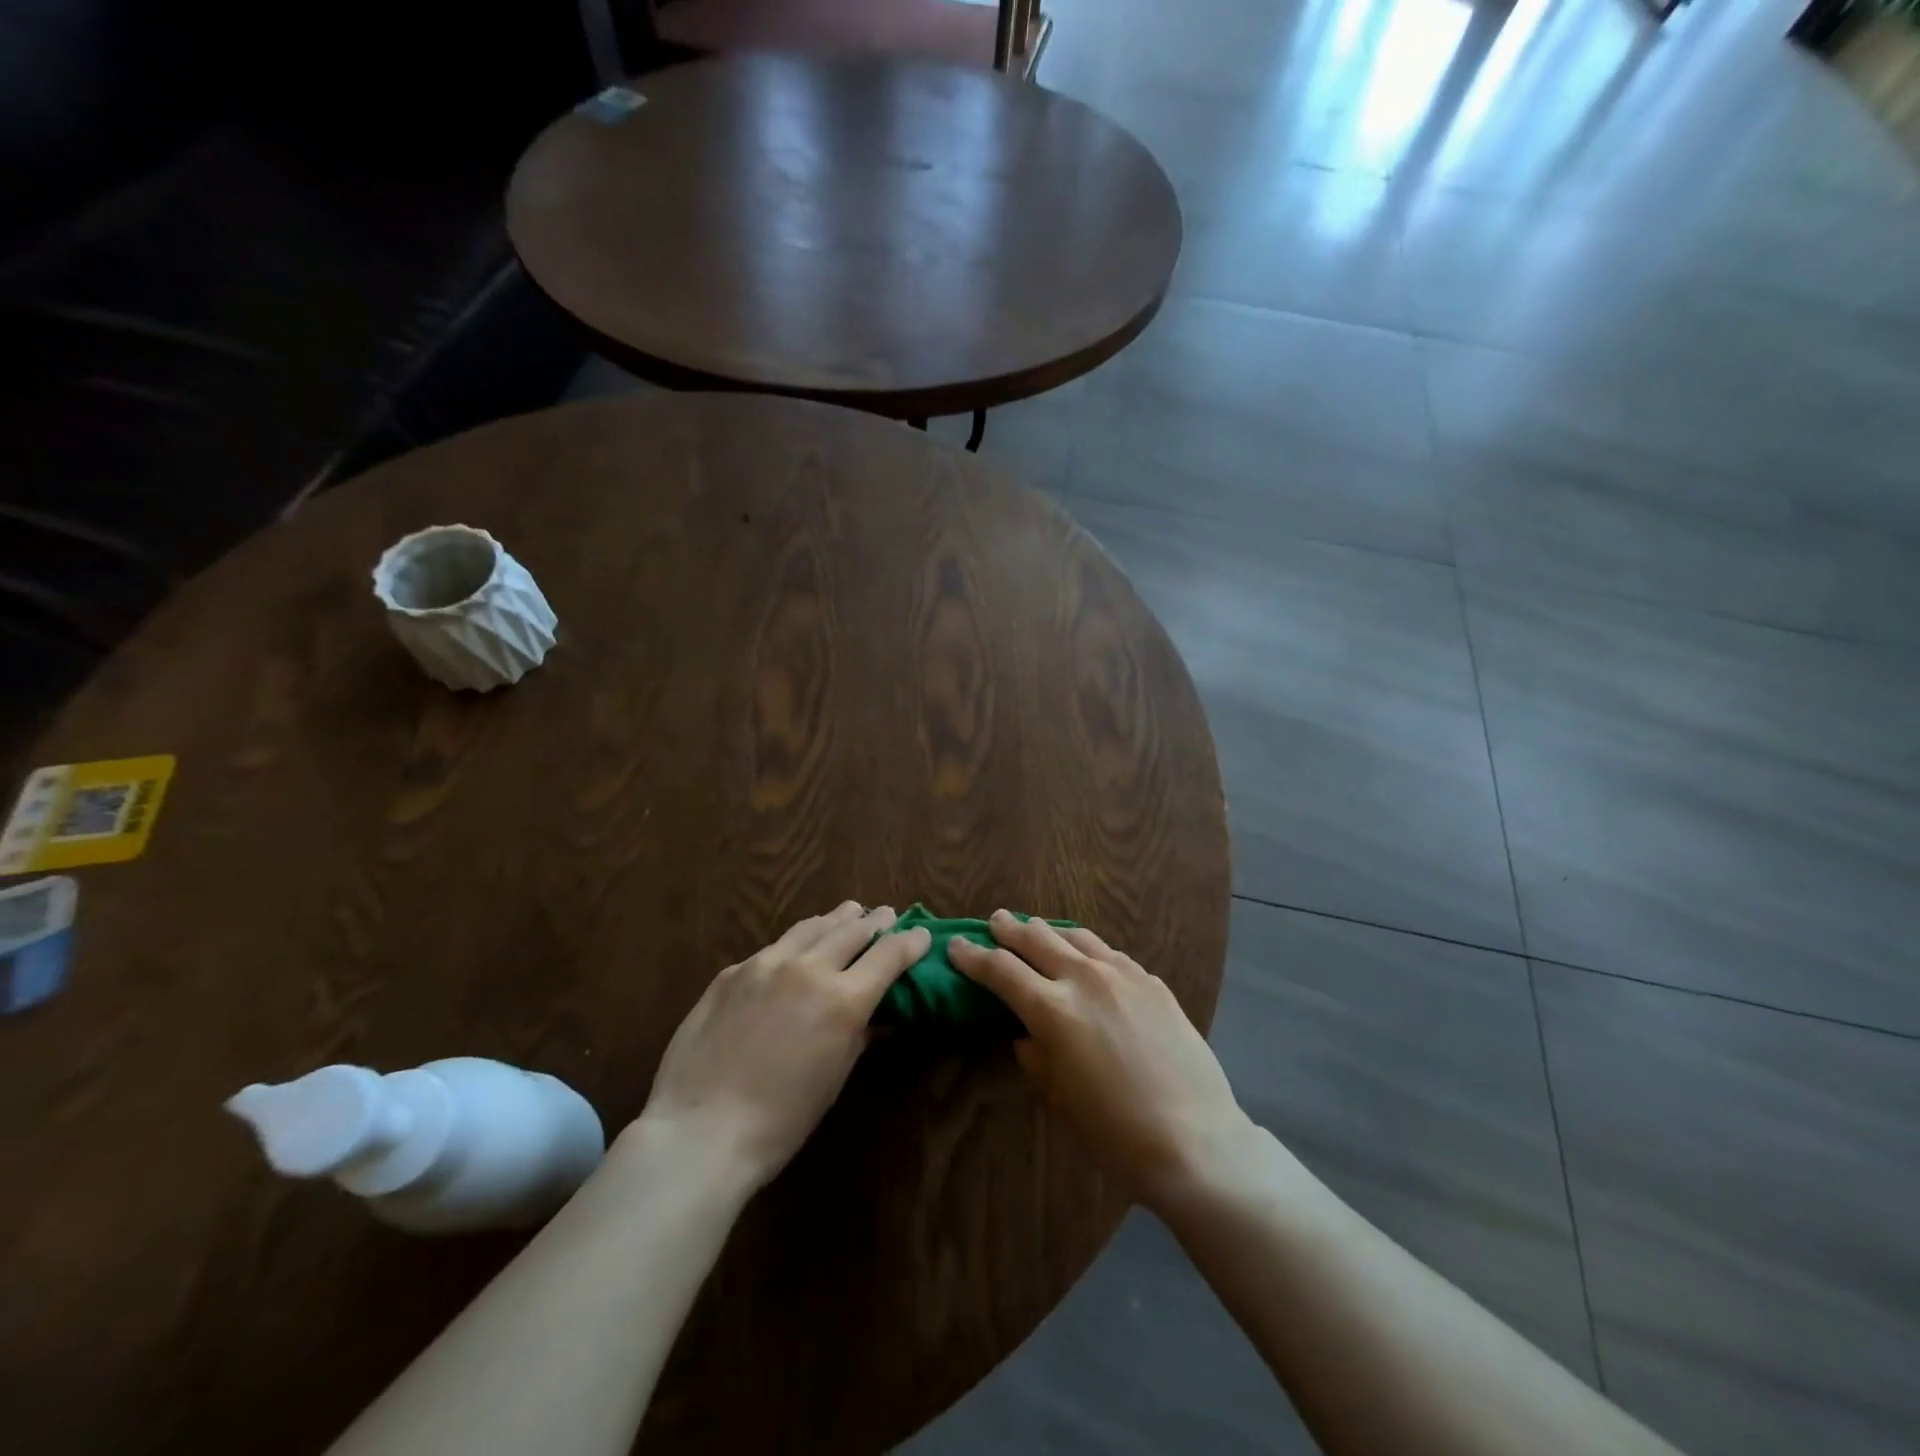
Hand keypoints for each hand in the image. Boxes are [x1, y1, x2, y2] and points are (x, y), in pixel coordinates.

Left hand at [635, 902, 931, 1189]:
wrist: (700, 1131)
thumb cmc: (781, 1121)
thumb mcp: (834, 1078)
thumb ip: (859, 1034)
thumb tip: (879, 1015)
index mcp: (842, 999)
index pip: (889, 954)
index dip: (911, 942)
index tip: (921, 935)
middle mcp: (808, 968)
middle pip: (853, 930)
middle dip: (875, 921)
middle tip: (886, 914)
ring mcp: (765, 964)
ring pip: (811, 927)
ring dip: (836, 919)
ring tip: (848, 912)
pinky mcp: (731, 971)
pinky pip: (773, 948)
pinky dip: (795, 944)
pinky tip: (794, 951)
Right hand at [948, 913, 1253, 1208]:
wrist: (1194, 1138)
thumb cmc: (1113, 1130)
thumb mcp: (1057, 1096)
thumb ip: (1034, 1053)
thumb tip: (1026, 1030)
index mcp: (1053, 1009)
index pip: (1001, 970)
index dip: (974, 957)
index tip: (957, 945)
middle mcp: (1084, 978)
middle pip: (1037, 939)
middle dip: (1010, 929)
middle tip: (995, 921)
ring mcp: (1123, 974)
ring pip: (1076, 937)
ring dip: (1049, 931)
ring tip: (1036, 927)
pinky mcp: (1152, 981)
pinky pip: (1110, 953)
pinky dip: (1087, 949)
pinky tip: (1086, 955)